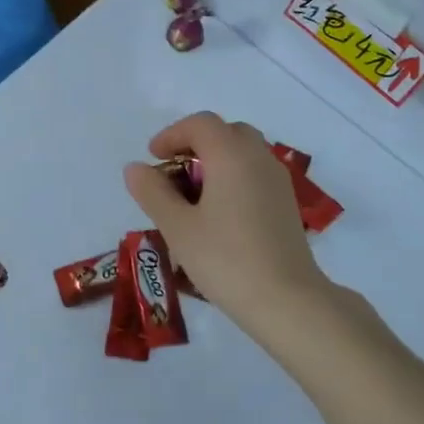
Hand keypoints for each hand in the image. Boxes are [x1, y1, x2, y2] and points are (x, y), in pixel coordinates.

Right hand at [123, 112, 327, 334]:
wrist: (286, 300)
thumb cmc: (225, 259)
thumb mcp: (178, 227)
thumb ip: (153, 193)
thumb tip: (136, 168)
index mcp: (232, 155)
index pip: (201, 124)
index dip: (172, 135)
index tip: (152, 158)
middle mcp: (259, 158)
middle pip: (226, 132)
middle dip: (195, 144)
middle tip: (172, 172)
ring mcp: (278, 180)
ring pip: (244, 153)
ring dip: (216, 161)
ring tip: (192, 196)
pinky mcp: (286, 204)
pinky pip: (255, 174)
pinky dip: (233, 178)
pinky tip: (219, 214)